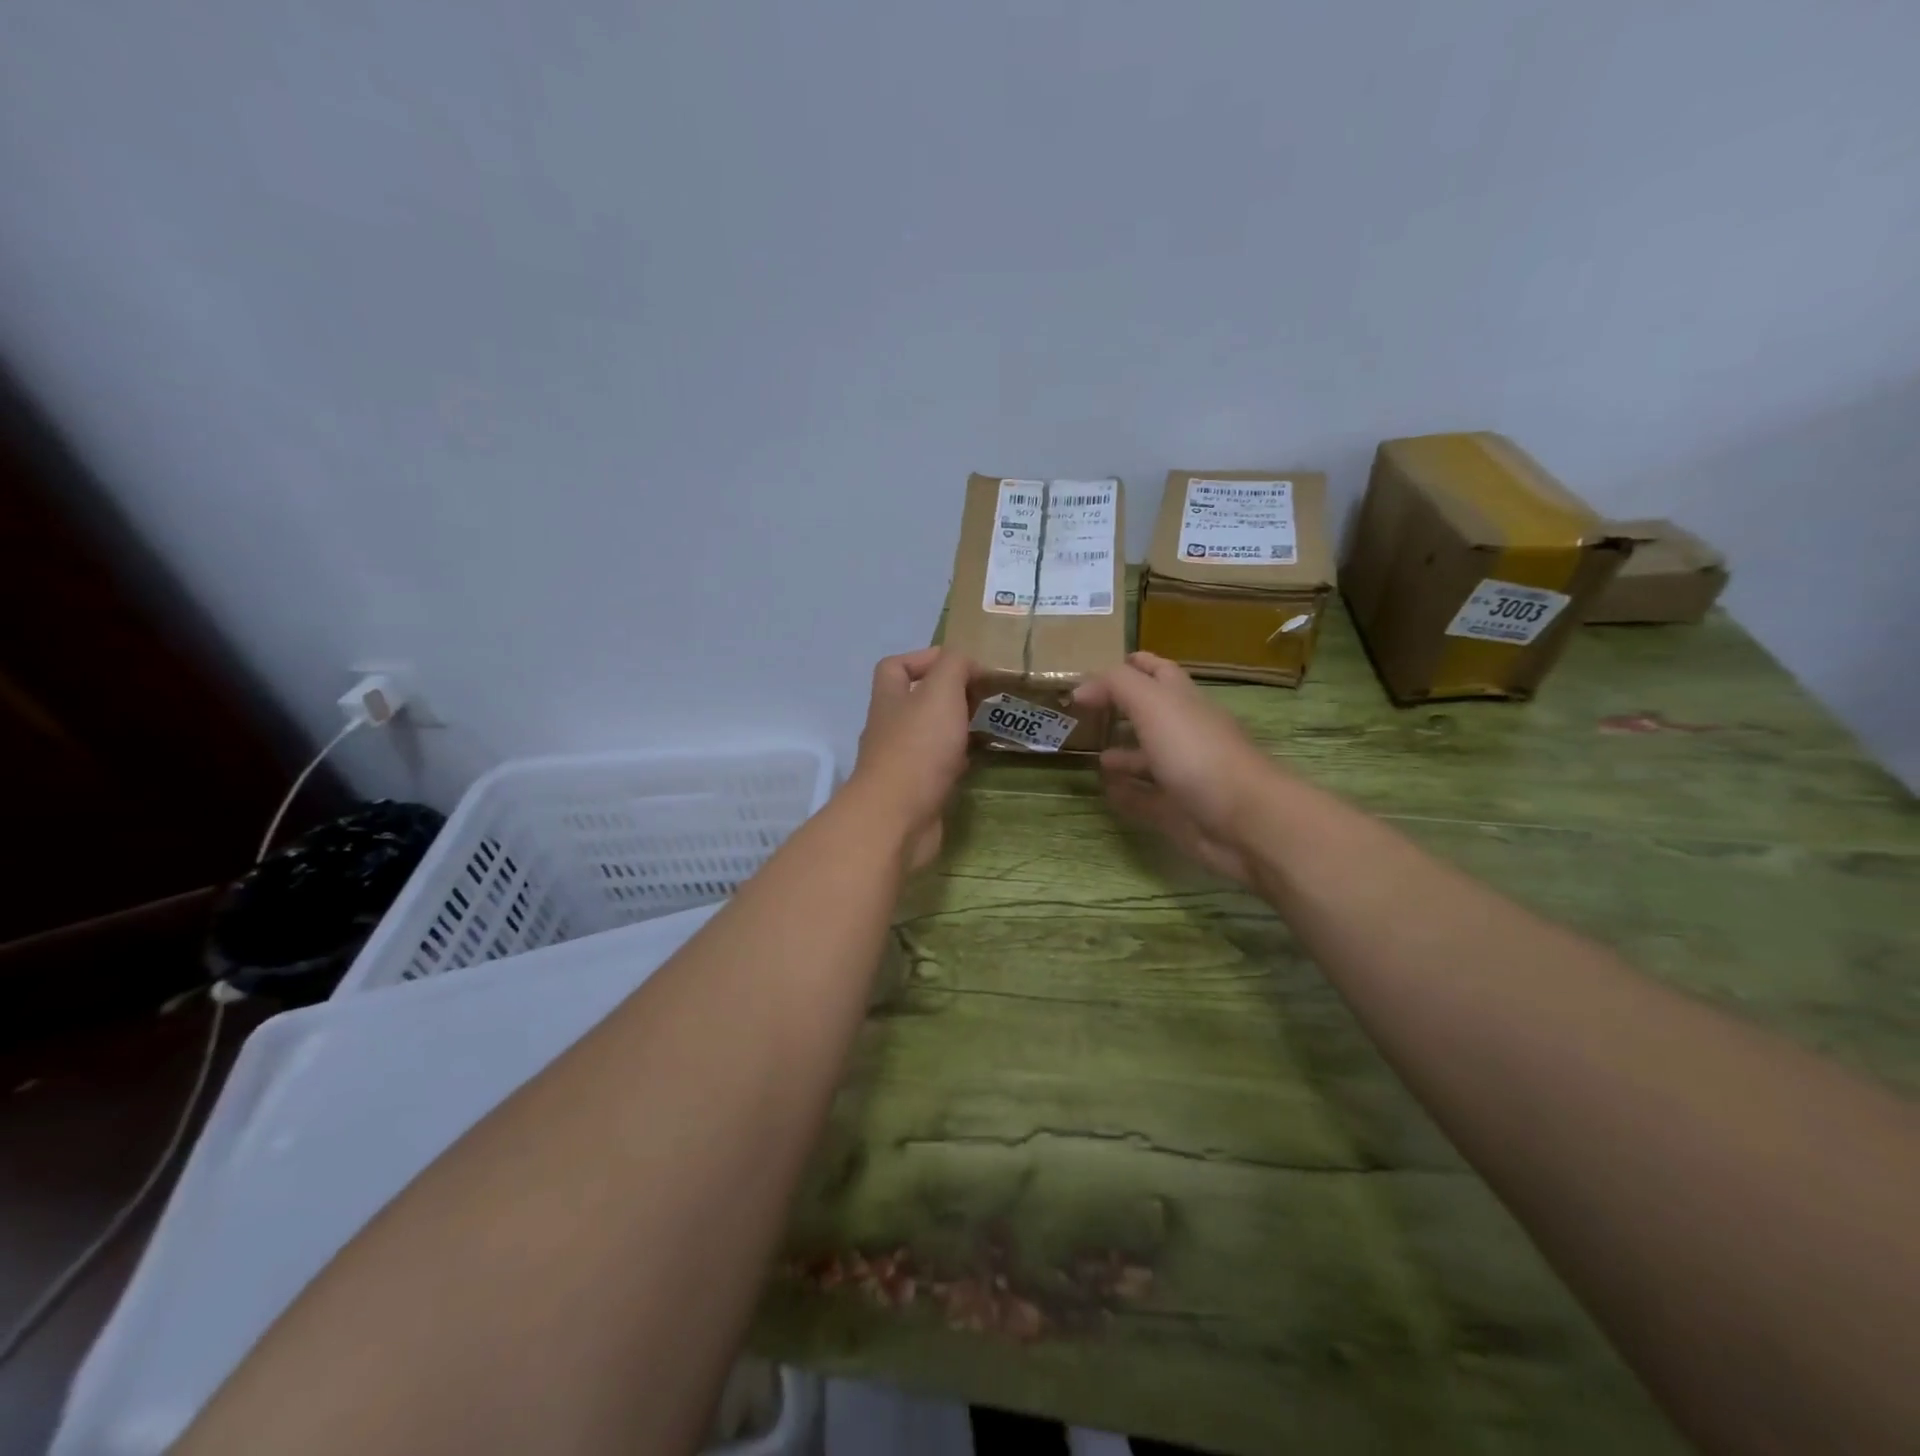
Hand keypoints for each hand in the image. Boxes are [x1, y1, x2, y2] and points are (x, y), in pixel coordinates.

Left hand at [850, 647, 973, 870]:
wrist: (897, 819)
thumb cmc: (918, 748)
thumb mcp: (940, 693)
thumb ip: (954, 667)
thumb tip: (966, 663)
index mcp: (890, 699)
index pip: (895, 666)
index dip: (924, 658)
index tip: (962, 665)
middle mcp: (889, 727)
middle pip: (914, 701)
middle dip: (948, 696)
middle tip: (983, 697)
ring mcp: (900, 762)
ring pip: (928, 735)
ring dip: (954, 729)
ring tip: (986, 725)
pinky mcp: (914, 792)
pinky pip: (936, 768)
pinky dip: (956, 761)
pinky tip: (976, 761)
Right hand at [1073, 652, 1284, 884]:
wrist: (1243, 821)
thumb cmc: (1198, 753)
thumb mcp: (1154, 705)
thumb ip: (1117, 686)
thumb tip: (1082, 686)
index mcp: (1185, 702)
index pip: (1159, 672)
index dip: (1135, 665)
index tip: (1101, 667)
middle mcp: (1186, 733)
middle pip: (1153, 715)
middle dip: (1123, 710)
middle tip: (1087, 712)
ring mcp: (1184, 774)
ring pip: (1149, 759)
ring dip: (1123, 754)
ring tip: (1092, 755)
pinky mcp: (1179, 812)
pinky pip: (1146, 799)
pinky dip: (1126, 794)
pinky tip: (1106, 791)